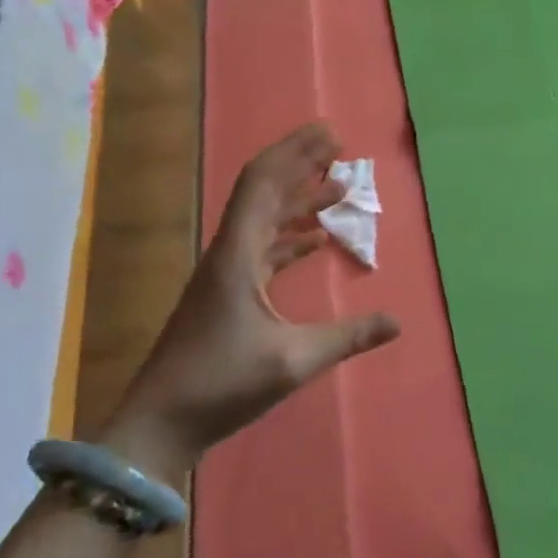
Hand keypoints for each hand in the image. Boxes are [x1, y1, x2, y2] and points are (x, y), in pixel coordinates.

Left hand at [99, 122, 400, 478]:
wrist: (160, 423)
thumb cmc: (221, 385)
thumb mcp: (292, 361)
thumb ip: (347, 337)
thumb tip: (397, 322)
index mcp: (237, 254)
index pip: (263, 183)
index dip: (295, 152)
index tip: (329, 134)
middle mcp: (228, 252)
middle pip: (264, 192)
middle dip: (300, 165)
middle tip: (339, 148)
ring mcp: (225, 273)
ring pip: (264, 220)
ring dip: (298, 201)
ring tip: (338, 188)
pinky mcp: (226, 295)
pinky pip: (263, 249)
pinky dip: (290, 237)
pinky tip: (315, 240)